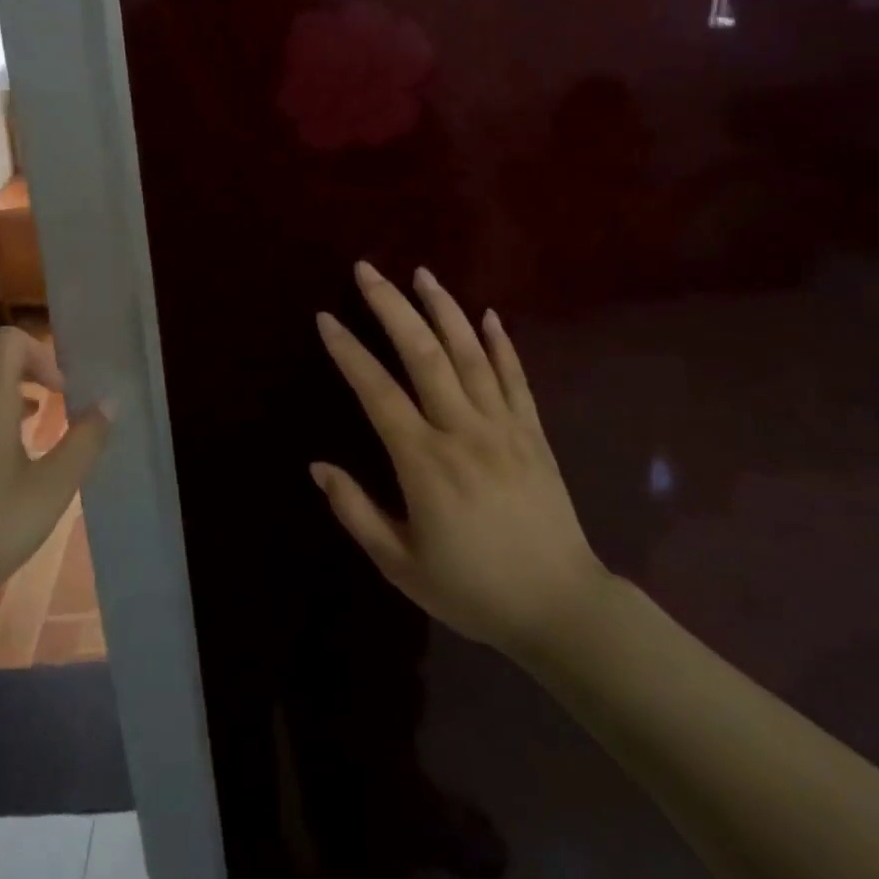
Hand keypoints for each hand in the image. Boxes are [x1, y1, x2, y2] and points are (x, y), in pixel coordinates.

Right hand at [312, 263, 607, 658]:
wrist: (561, 608)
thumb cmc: (473, 590)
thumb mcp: (401, 565)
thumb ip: (356, 512)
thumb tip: (318, 466)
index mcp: (424, 462)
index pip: (377, 391)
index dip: (349, 352)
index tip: (326, 318)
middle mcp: (463, 430)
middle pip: (423, 353)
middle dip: (391, 306)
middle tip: (368, 270)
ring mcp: (504, 426)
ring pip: (470, 353)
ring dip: (443, 308)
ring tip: (421, 273)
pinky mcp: (534, 432)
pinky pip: (516, 377)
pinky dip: (502, 342)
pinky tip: (488, 314)